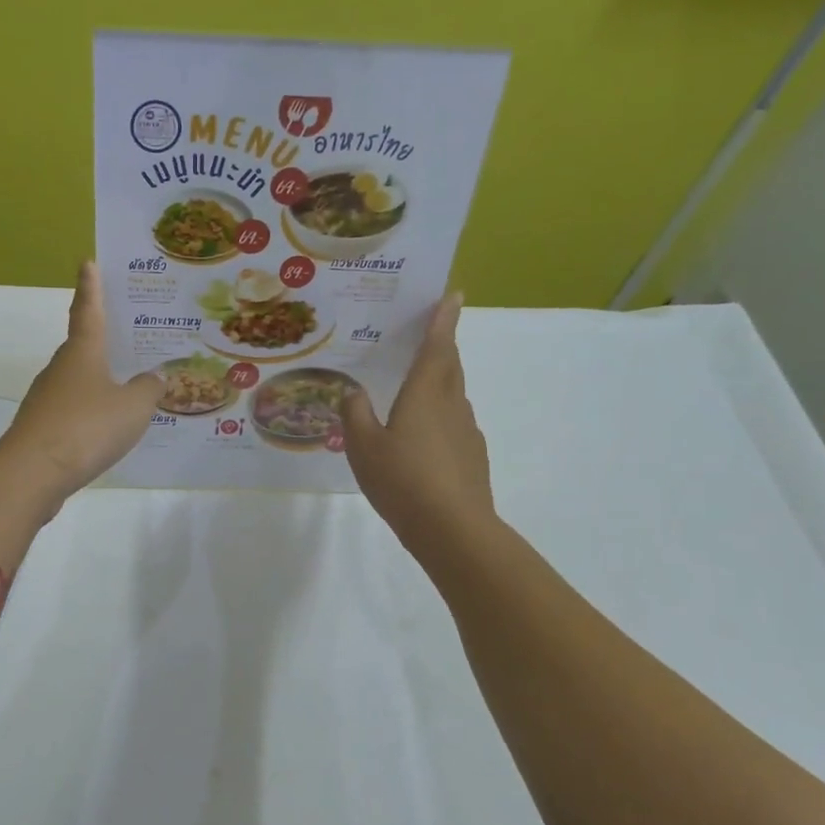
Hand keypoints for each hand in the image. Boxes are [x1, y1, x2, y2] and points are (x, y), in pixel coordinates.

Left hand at [0, 262, 161, 503]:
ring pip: (78, 382)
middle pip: (83, 347)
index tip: (87, 263)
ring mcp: (47, 399)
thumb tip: (156, 377)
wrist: (33, 472)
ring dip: (99, 381)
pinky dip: (90, 413)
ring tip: (128, 388)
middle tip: (130, 337)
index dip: (91, 287)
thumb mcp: (133, 407)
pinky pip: (73, 411)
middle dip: (103, 340)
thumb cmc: (87, 427)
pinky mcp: (42, 428)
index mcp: (82, 352)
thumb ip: (148, 390)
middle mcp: (60, 369)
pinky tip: (107, 428)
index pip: (88, 310)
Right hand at [341, 294, 498, 560]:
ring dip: (439, 384)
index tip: (453, 295)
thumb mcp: (363, 447)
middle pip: (449, 367)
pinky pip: (454, 425)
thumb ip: (355, 415)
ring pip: (453, 396)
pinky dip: (440, 419)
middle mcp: (450, 405)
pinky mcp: (472, 457)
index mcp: (425, 394)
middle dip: (442, 347)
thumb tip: (352, 393)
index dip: (443, 319)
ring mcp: (466, 432)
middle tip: (428, 336)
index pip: (437, 346)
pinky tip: (422, 440)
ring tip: (415, 391)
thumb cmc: (403, 480)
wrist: (453, 529)